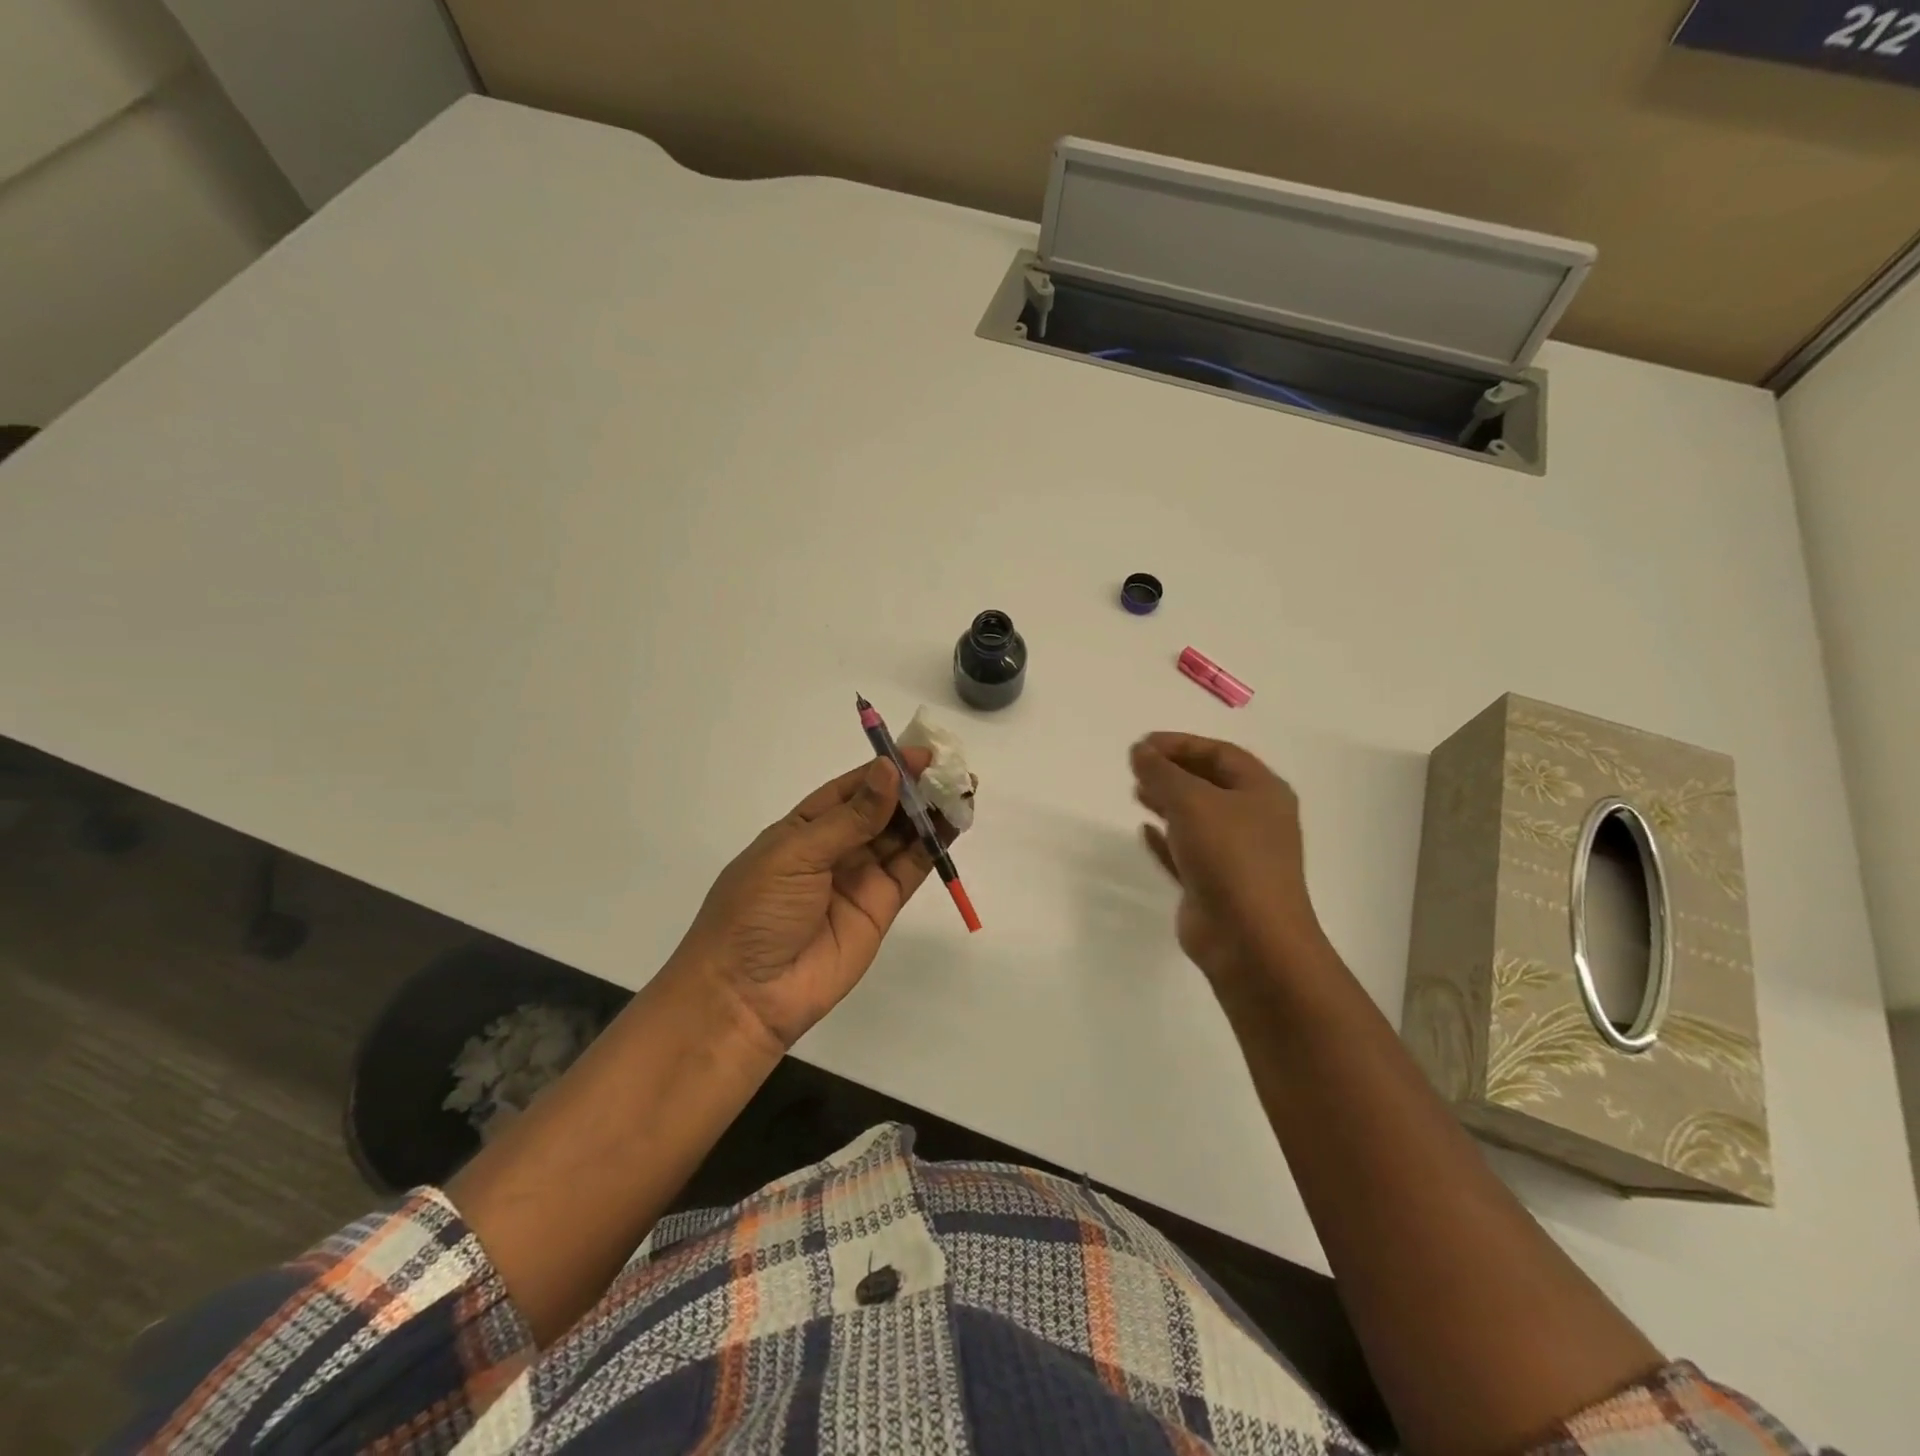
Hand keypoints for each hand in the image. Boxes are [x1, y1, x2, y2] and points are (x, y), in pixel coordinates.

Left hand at [673, 749, 952, 1047]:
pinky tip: (953, 823)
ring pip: (902, 836)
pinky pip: (911, 868)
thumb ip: (851, 818)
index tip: (921, 753)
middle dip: (914, 788)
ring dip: (930, 813)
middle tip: (950, 769)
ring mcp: (860, 877)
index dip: (885, 769)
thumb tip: (890, 771)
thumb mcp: (796, 854)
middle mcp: (835, 847)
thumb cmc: (757, 911)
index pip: (852, 788)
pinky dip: (934, 847)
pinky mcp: (881, 907)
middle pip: (882, 809)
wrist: (748, 994)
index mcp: (804, 827)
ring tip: (962, 789)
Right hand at [1130, 732, 1327, 985]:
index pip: (1220, 753)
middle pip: (1209, 783)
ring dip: (1167, 802)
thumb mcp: (1192, 802)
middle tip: (1136, 767)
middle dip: (1172, 771)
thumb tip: (1139, 750)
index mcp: (1263, 792)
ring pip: (1197, 818)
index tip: (1142, 745)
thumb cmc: (1229, 857)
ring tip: (1136, 792)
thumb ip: (1162, 772)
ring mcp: (1236, 855)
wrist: (1249, 939)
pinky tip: (1144, 831)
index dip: (1181, 744)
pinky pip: (1186, 852)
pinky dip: (1166, 839)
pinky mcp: (1214, 885)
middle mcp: (1254, 819)